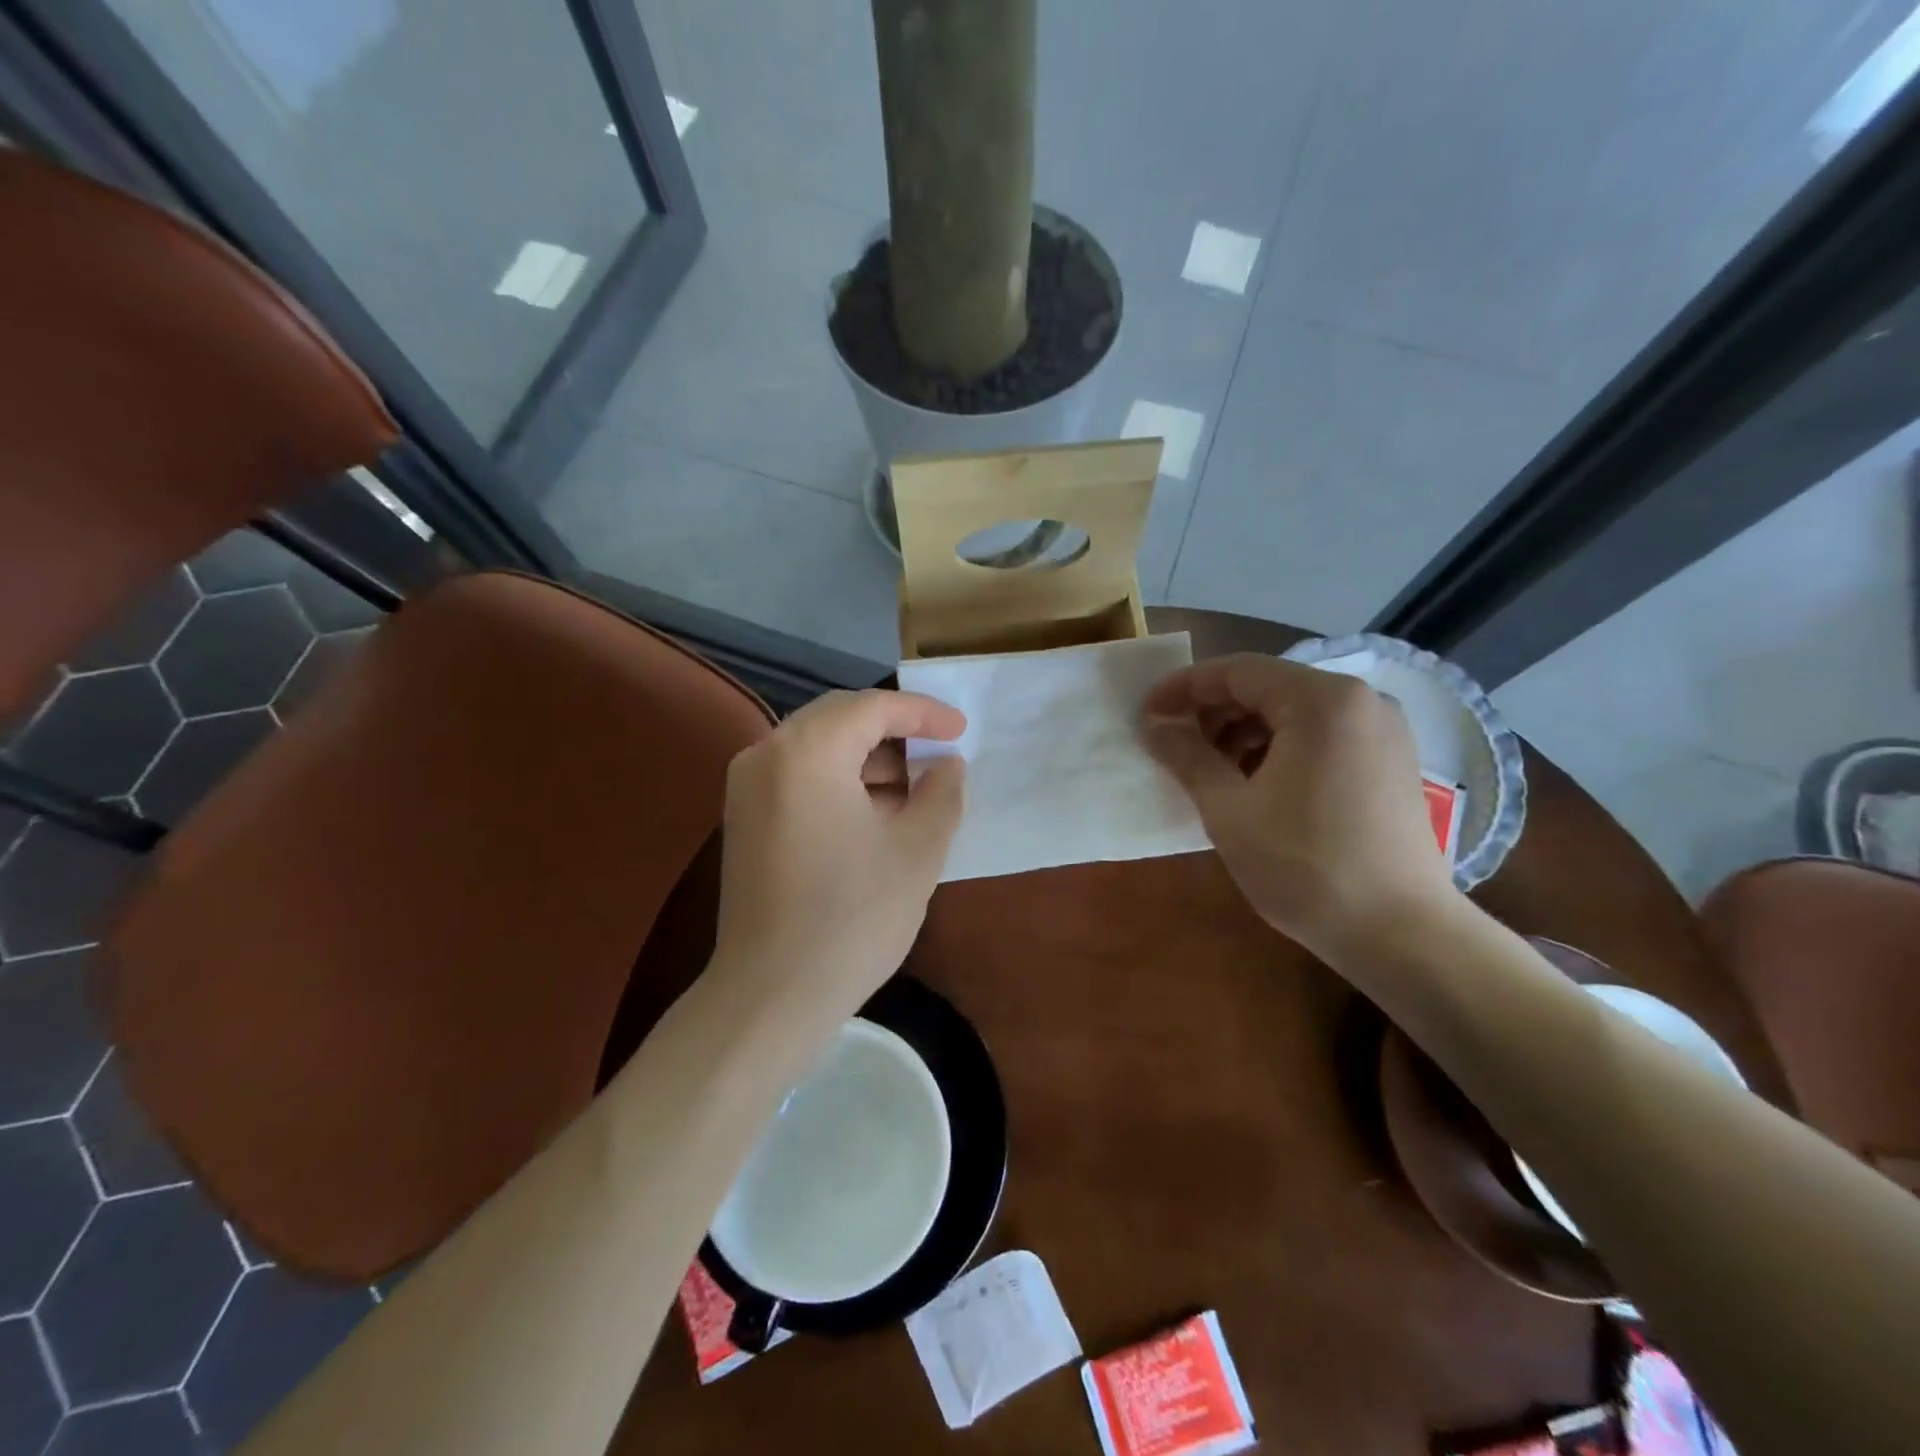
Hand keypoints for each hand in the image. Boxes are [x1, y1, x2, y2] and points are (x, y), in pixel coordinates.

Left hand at [713, 689, 965, 1014]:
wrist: (771, 995)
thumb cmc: (852, 917)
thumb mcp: (917, 850)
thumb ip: (941, 792)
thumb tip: (946, 764)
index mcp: (807, 751)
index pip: (873, 707)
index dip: (923, 713)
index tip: (961, 729)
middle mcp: (766, 754)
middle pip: (839, 718)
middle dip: (894, 730)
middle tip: (938, 754)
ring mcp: (746, 786)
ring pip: (817, 747)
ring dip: (866, 757)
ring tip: (912, 789)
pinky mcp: (742, 818)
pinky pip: (798, 775)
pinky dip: (839, 780)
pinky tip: (873, 812)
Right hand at [1142, 654, 1456, 955]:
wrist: (1400, 933)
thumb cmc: (1304, 866)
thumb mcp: (1228, 810)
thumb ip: (1186, 756)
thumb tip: (1154, 726)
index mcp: (1321, 700)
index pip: (1237, 672)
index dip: (1184, 688)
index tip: (1146, 712)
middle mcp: (1360, 700)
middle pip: (1268, 687)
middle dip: (1213, 711)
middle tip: (1173, 744)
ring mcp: (1383, 730)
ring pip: (1294, 712)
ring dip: (1244, 732)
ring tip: (1210, 769)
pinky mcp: (1391, 760)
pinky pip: (1322, 735)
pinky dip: (1279, 748)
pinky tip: (1254, 783)